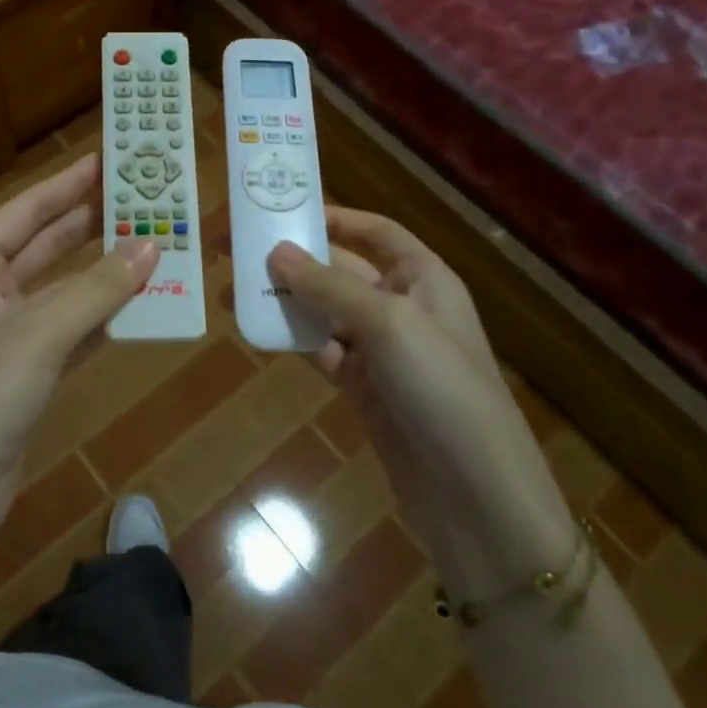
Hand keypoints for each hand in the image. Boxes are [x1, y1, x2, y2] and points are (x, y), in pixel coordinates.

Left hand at [0, 152, 158, 543]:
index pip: (22, 213)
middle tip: (136, 198)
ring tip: (148, 244)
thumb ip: (98, 288)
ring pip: (60, 289)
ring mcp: (4, 335)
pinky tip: (135, 302)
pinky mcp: (24, 371)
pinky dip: (99, 316)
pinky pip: (69, 329)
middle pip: (42, 246)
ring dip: (99, 271)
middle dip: (87, 224)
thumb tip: (152, 245)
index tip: (103, 162)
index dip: (63, 186)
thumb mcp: (41, 332)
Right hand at [268, 208, 574, 593]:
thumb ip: (329, 286)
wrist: (474, 495)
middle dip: (294, 260)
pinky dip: (292, 341)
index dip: (334, 218)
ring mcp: (383, 352)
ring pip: (325, 313)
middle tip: (236, 250)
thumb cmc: (441, 387)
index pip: (376, 233)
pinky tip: (255, 331)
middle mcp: (403, 307)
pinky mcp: (366, 390)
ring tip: (232, 290)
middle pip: (341, 270)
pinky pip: (322, 352)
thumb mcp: (388, 324)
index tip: (282, 211)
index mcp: (424, 279)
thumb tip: (276, 252)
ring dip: (283, 301)